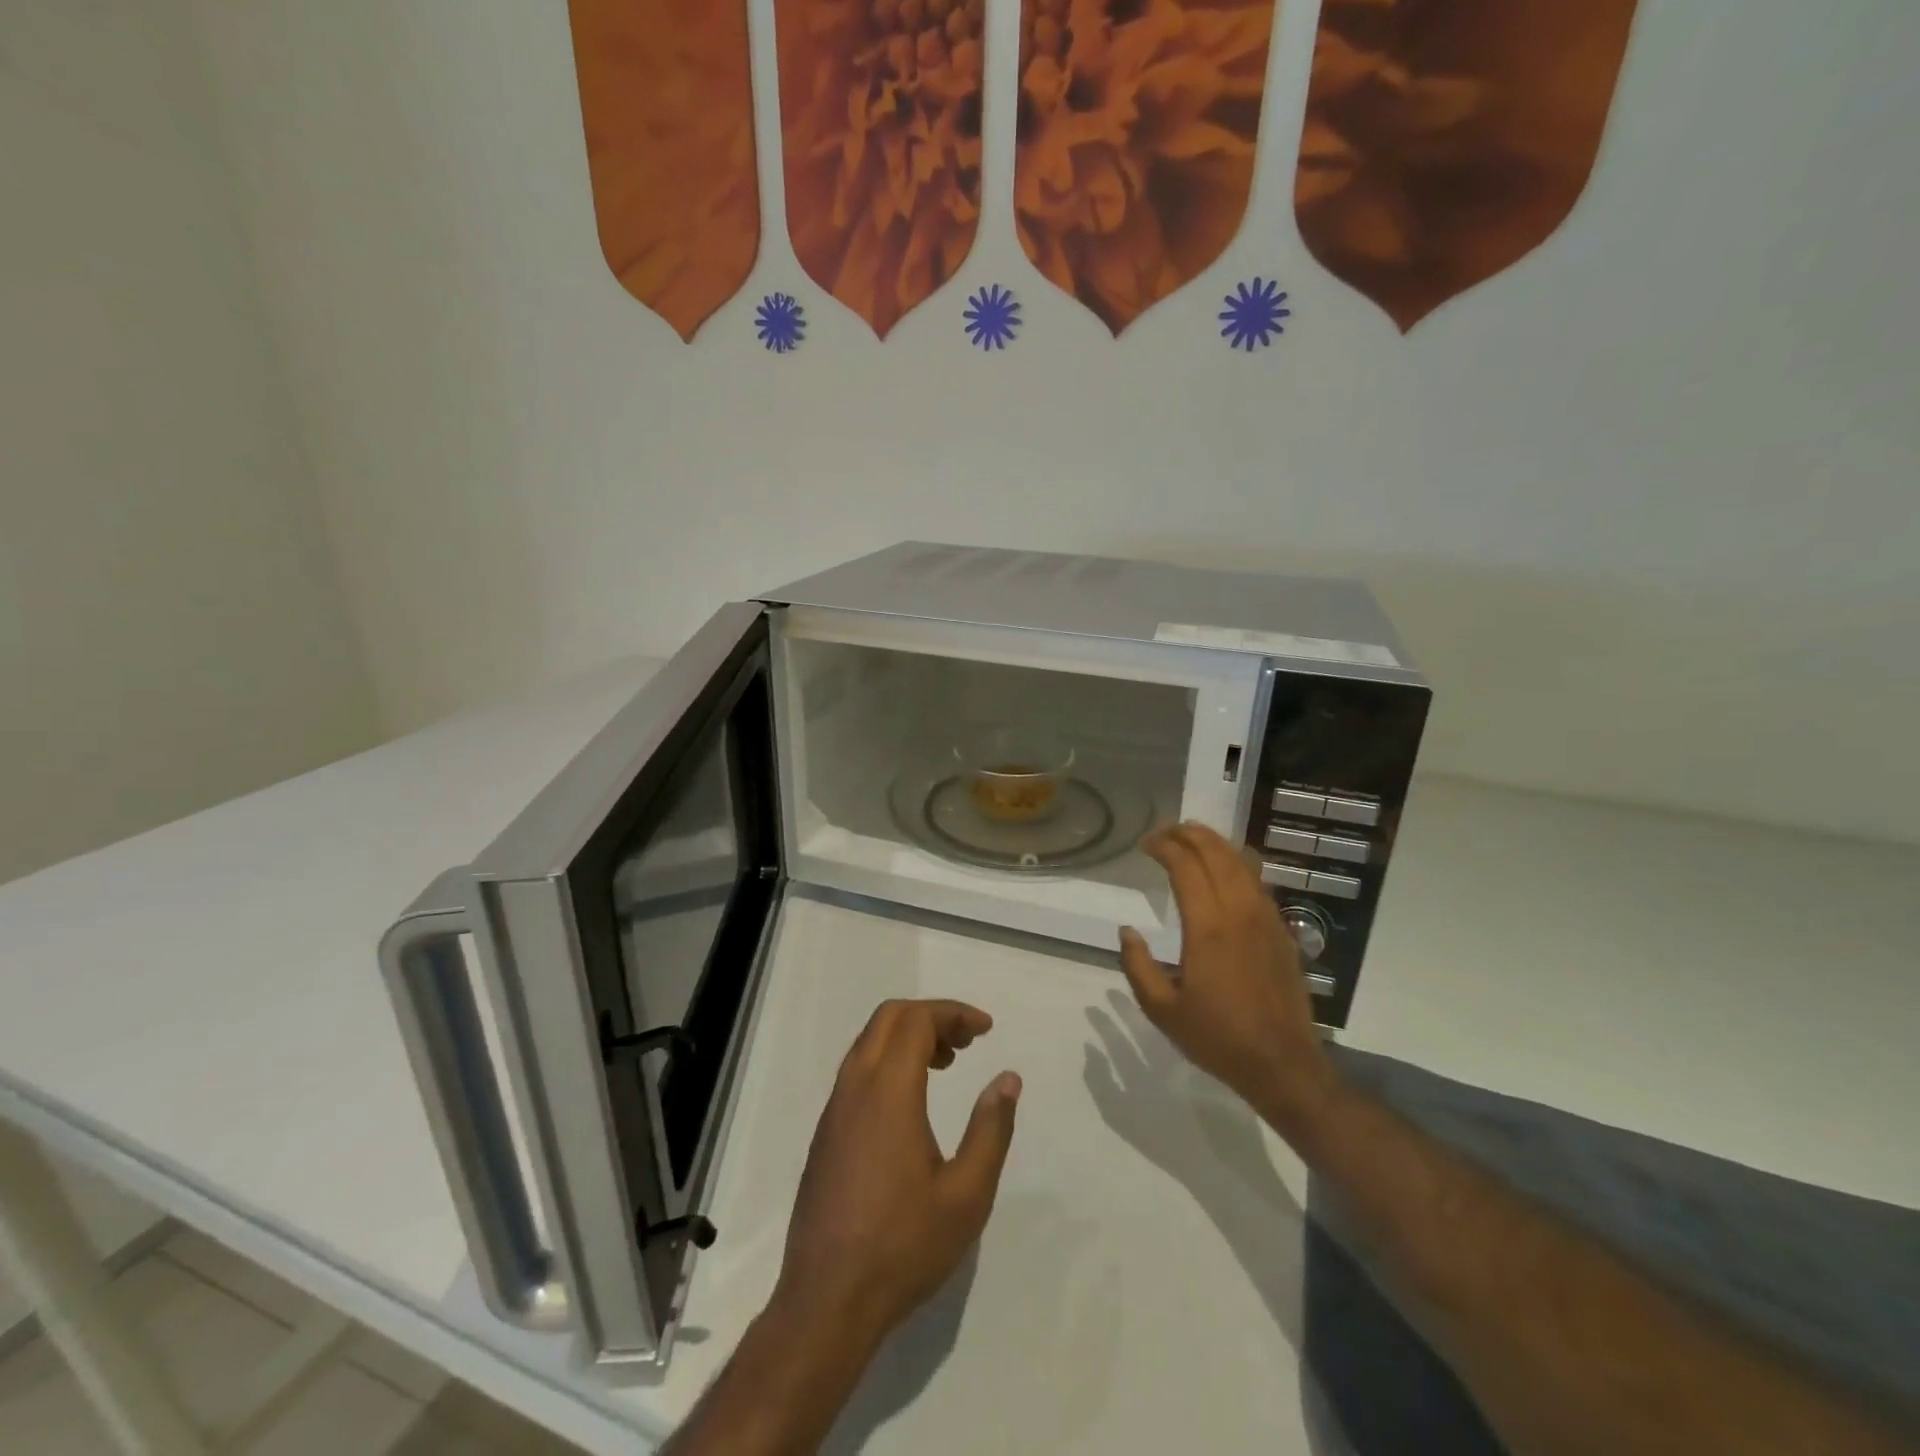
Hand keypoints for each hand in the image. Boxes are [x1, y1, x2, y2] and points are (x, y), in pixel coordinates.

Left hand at [773, 999, 1020, 1352]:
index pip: (917, 1020)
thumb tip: (1007, 1079)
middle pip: (889, 1018)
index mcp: (888, 1091)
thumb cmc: (903, 1246)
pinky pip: (857, 1071)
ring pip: (869, 1042)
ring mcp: (834, 1109)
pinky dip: (888, 1061)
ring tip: (946, 1064)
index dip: (954, 1013)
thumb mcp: (967, 1194)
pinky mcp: (825, 1133)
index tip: (986, 1030)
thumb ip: (991, 1129)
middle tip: (967, 1042)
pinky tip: (912, 1101)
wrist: (826, 1302)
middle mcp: (855, 1087)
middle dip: (931, 1016)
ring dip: (908, 1037)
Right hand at [1119, 823, 1336, 1131]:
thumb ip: (1138, 966)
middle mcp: (1239, 912)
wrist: (1283, 1064)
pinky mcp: (1281, 930)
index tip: (1145, 845)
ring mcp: (1265, 919)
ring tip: (1193, 838)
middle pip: (1216, 854)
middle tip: (1166, 832)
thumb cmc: (1218, 1037)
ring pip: (1242, 862)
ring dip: (1215, 843)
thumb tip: (1127, 931)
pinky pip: (1258, 882)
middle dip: (1189, 834)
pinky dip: (1237, 863)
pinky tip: (1226, 869)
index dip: (1164, 847)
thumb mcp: (1162, 1010)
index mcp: (1208, 928)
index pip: (1186, 866)